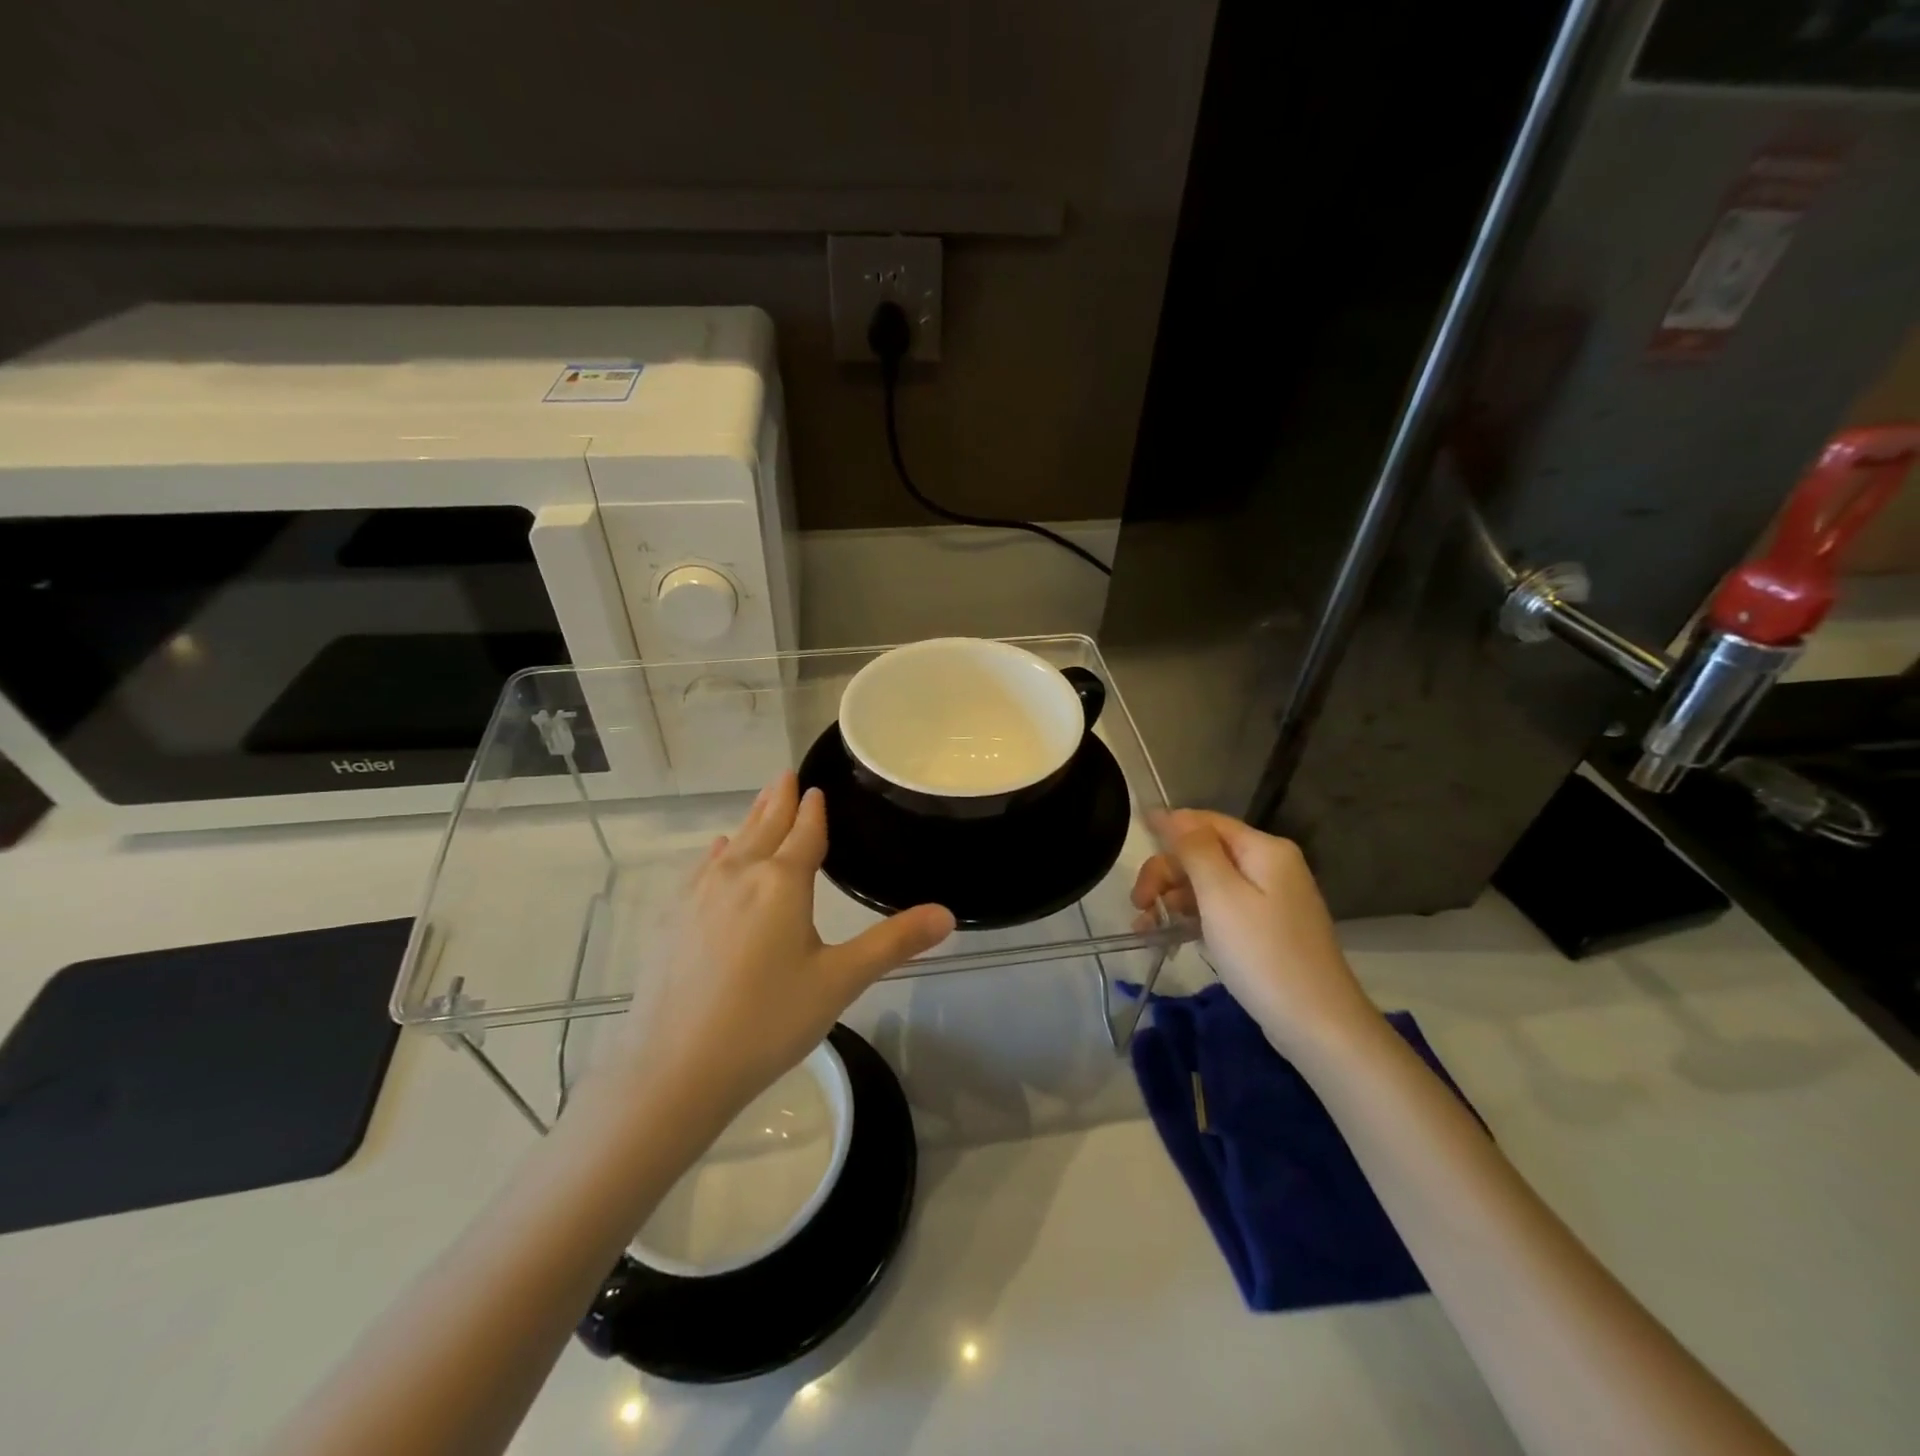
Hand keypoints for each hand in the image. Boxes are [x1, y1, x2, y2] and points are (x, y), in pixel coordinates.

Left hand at [600, 772, 954, 1126]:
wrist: (674, 1069)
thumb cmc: (767, 1021)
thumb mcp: (840, 982)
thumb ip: (894, 943)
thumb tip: (947, 914)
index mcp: (782, 882)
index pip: (805, 832)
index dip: (813, 809)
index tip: (815, 787)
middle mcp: (739, 874)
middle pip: (764, 826)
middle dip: (777, 801)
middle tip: (784, 775)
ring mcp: (698, 894)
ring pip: (732, 843)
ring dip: (750, 821)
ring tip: (761, 804)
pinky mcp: (671, 918)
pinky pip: (703, 868)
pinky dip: (719, 852)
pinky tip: (717, 852)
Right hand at [1130, 809, 1376, 1055]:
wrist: (1318, 1025)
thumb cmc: (1264, 954)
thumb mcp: (1221, 896)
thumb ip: (1194, 850)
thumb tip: (1170, 814)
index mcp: (1264, 849)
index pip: (1205, 822)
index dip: (1168, 828)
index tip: (1134, 842)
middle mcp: (1269, 866)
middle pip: (1204, 853)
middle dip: (1167, 872)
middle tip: (1139, 903)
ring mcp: (1269, 899)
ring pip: (1207, 884)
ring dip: (1172, 899)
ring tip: (1145, 928)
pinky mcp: (1264, 929)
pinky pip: (1219, 910)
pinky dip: (1191, 918)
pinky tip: (1166, 936)